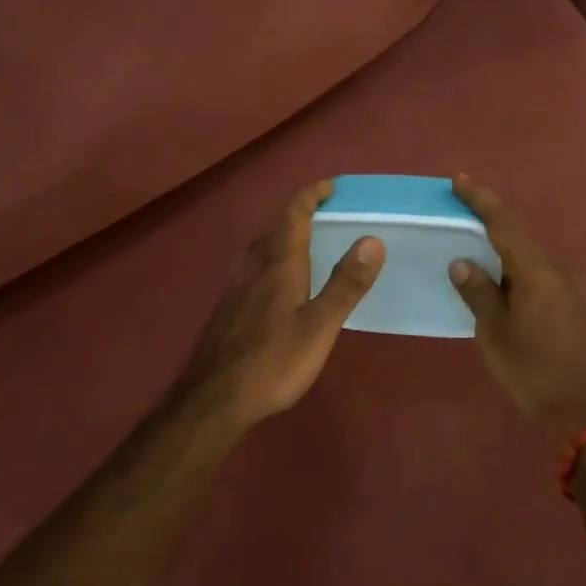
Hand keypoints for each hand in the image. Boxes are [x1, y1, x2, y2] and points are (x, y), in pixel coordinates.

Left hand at [167, 179, 384, 431]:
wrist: (213, 399)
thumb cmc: (272, 362)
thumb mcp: (319, 326)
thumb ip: (345, 284)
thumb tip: (373, 239)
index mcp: (278, 266)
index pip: (293, 216)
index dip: (310, 195)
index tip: (330, 185)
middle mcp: (253, 268)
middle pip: (275, 229)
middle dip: (298, 214)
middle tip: (324, 213)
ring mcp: (236, 289)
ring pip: (260, 249)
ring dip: (282, 236)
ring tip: (304, 242)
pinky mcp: (228, 309)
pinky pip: (253, 269)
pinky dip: (271, 260)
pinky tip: (277, 284)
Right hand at [448, 176, 585, 448]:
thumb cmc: (535, 374)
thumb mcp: (495, 335)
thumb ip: (479, 293)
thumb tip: (463, 262)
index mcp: (538, 272)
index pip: (504, 224)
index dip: (481, 200)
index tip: (459, 181)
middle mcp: (562, 272)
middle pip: (522, 239)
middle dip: (491, 227)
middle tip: (463, 221)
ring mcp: (578, 291)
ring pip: (534, 262)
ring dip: (507, 257)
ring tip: (480, 263)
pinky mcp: (583, 310)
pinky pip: (546, 281)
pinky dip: (522, 278)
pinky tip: (509, 294)